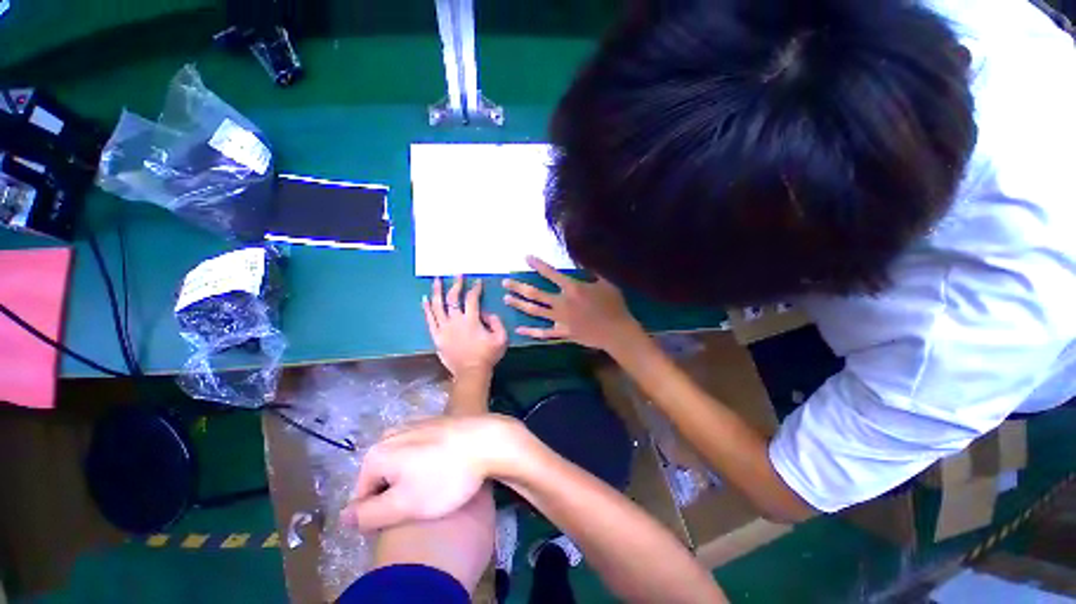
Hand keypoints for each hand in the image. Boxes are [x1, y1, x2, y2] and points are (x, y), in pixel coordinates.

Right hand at [341, 415, 521, 531]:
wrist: (487, 439)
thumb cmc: (446, 476)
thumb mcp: (404, 505)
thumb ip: (368, 515)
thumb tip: (343, 517)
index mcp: (377, 453)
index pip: (363, 496)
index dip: (380, 512)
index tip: (406, 516)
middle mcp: (391, 433)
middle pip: (382, 476)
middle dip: (396, 493)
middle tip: (422, 502)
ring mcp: (415, 424)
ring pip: (402, 463)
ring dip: (412, 478)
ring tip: (436, 486)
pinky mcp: (435, 422)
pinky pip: (420, 450)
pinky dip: (427, 462)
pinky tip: (445, 468)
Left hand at [423, 276, 507, 379]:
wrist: (471, 373)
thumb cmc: (487, 355)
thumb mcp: (502, 338)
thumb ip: (496, 322)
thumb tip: (486, 313)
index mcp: (471, 320)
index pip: (472, 299)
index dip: (475, 288)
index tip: (477, 282)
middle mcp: (455, 321)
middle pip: (453, 298)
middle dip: (456, 284)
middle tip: (457, 274)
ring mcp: (443, 329)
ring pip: (437, 306)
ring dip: (437, 291)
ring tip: (436, 280)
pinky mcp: (436, 336)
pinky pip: (429, 320)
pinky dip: (426, 308)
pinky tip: (425, 299)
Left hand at [503, 256, 642, 351]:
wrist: (617, 332)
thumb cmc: (613, 305)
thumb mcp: (606, 282)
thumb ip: (592, 270)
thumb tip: (581, 258)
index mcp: (572, 288)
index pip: (551, 274)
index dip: (538, 265)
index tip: (526, 258)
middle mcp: (562, 302)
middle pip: (535, 294)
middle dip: (518, 287)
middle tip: (505, 282)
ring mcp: (560, 319)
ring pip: (535, 311)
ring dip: (519, 304)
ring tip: (506, 299)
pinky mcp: (562, 333)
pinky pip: (544, 332)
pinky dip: (531, 331)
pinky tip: (519, 329)